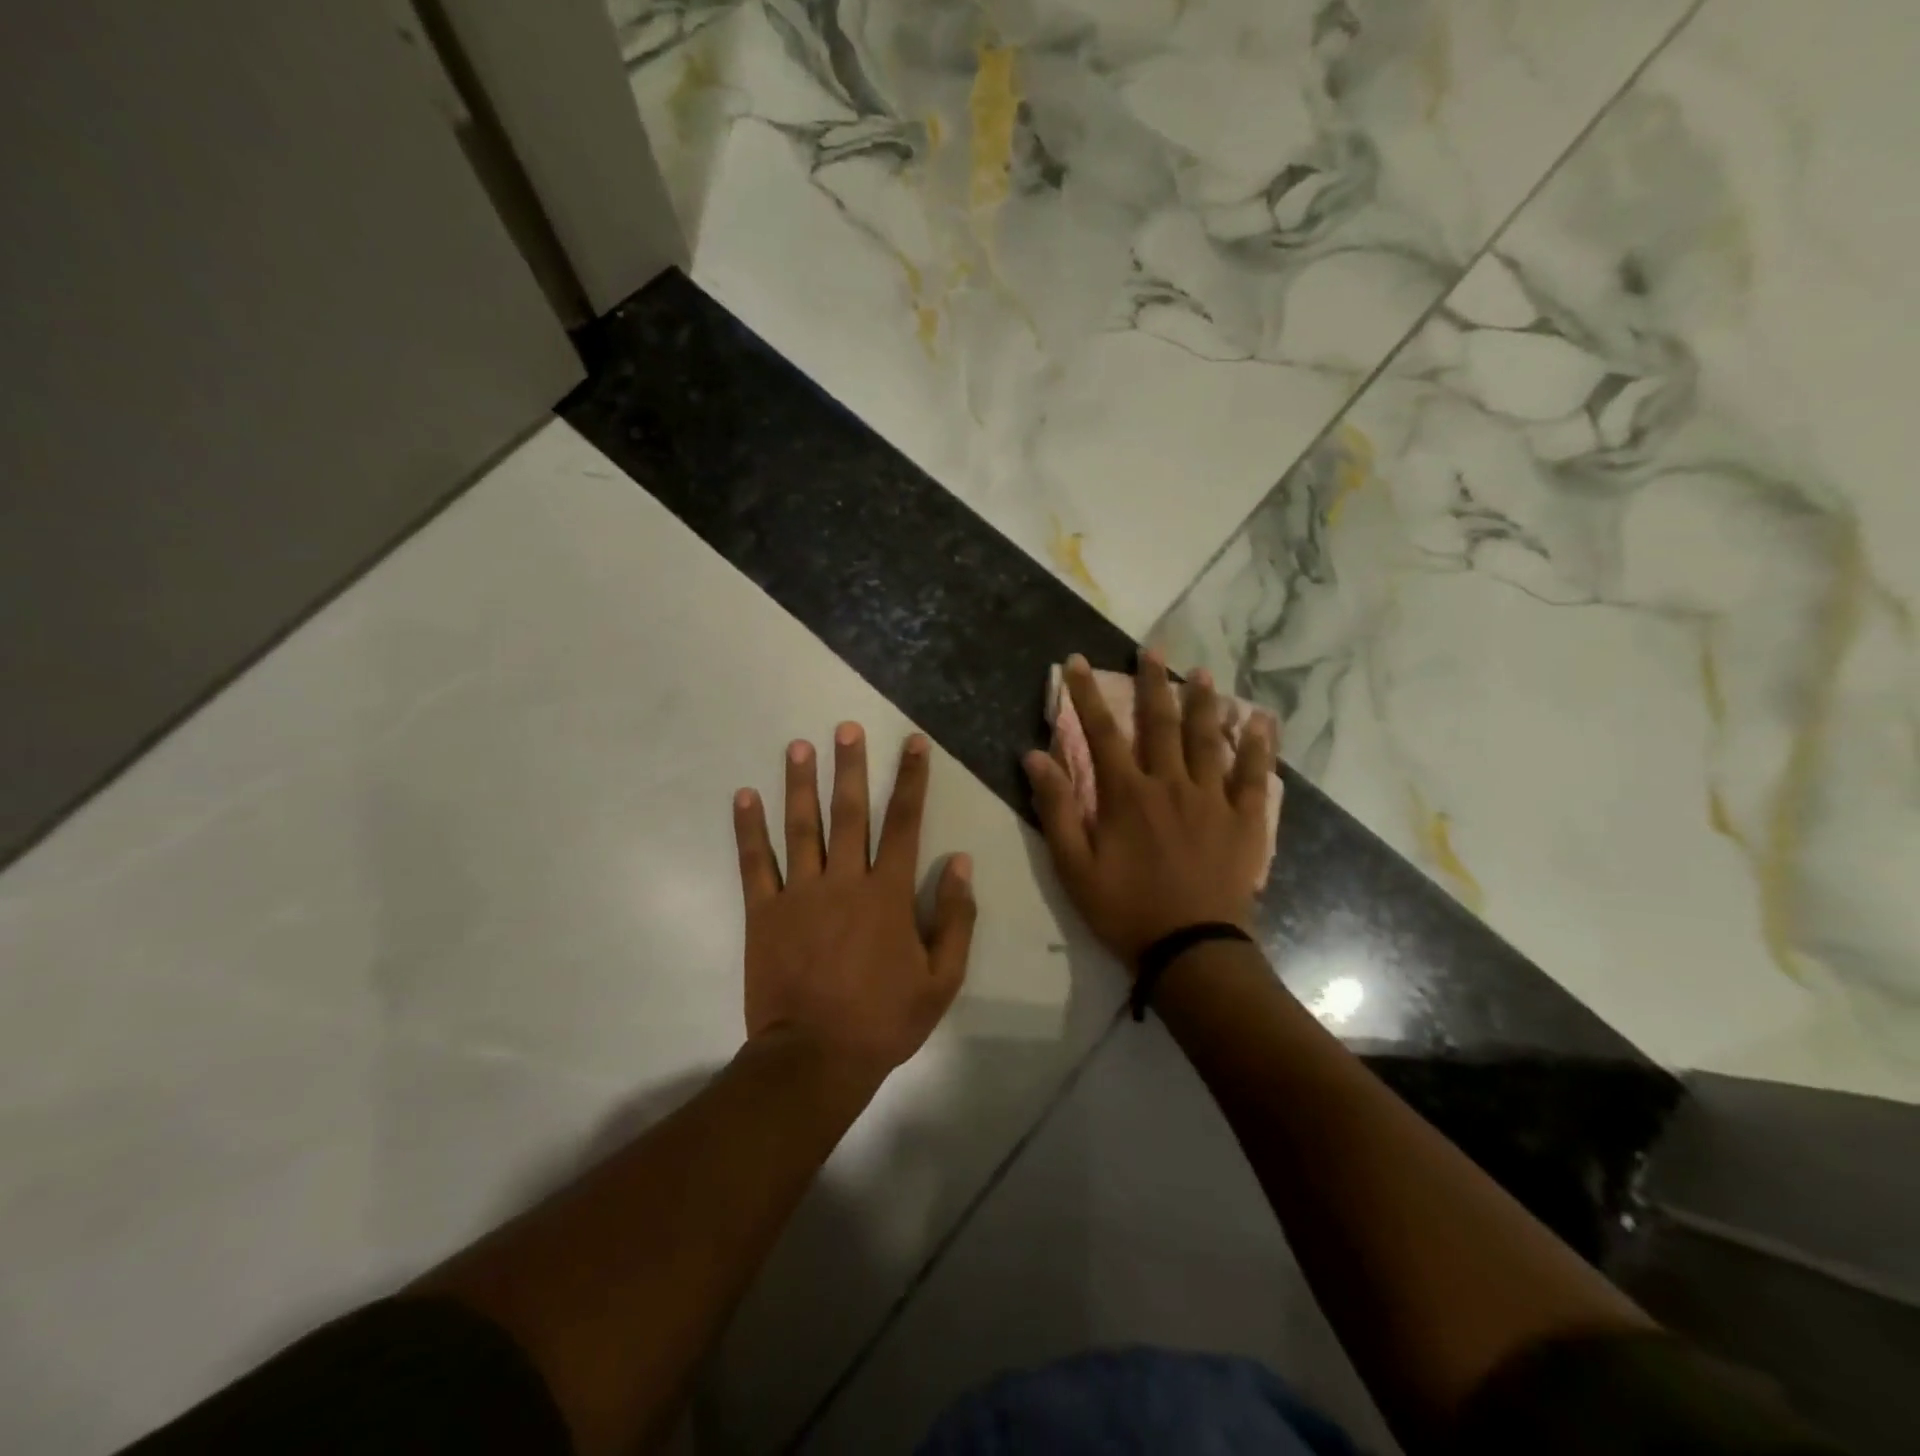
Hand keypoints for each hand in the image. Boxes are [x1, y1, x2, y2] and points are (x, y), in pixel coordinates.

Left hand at [733, 724, 976, 1083]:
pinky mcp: (764, 912)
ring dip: (800, 784)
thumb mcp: (941, 979)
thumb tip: (960, 863)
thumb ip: (954, 918)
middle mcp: (844, 881)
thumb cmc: (884, 1020)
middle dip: (850, 767)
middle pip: (849, 813)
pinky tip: (744, 796)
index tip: (913, 743)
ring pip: (801, 827)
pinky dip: (749, 829)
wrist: (814, 1058)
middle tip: (845, 727)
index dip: (910, 780)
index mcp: (888, 894)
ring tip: (798, 746)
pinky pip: (755, 863)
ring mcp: (799, 894)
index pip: (904, 823)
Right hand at [1024, 653, 1275, 969]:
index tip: (1076, 662)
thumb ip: (1056, 809)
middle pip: (1160, 723)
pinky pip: (1254, 775)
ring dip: (1203, 703)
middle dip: (1152, 682)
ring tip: (1202, 672)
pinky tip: (1260, 720)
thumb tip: (1034, 757)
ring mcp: (1212, 800)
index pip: (1100, 732)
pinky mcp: (1244, 820)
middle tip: (1151, 648)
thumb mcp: (1075, 866)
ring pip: (1207, 739)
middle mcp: (1170, 784)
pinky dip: (1257, 745)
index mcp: (1127, 795)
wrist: (1192, 950)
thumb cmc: (1126, 910)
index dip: (1086, 694)